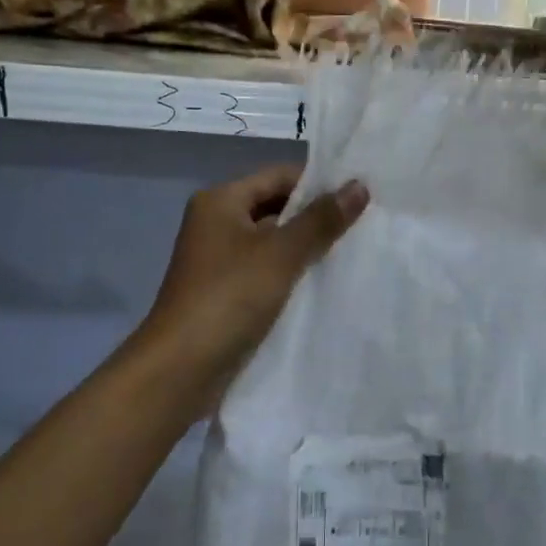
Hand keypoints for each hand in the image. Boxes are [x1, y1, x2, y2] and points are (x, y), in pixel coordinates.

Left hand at [139, 165, 367, 390]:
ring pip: (273, 243)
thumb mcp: (281, 254)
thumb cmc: (228, 298)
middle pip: (276, 207)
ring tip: (353, 253)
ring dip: (307, 248)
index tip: (360, 195)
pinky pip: (267, 272)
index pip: (279, 176)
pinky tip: (325, 284)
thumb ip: (321, 220)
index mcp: (220, 201)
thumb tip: (359, 185)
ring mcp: (219, 261)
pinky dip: (292, 274)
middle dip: (316, 217)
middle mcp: (216, 224)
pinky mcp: (226, 293)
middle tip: (364, 225)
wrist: (180, 369)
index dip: (319, 183)